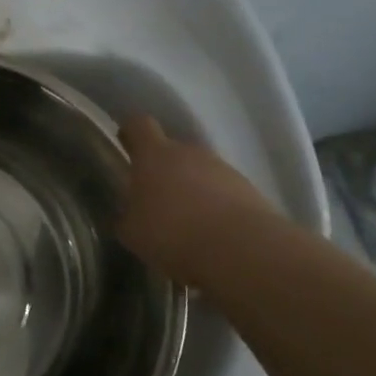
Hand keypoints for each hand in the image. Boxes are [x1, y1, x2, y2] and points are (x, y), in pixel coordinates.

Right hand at [116, 115, 280, 289]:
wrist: (242, 251)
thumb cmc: (173, 233)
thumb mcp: (133, 231)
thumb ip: (128, 215)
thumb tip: (130, 212)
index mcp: (154, 155)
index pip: (139, 125)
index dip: (130, 131)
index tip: (125, 142)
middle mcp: (189, 152)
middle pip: (173, 149)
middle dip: (163, 168)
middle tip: (155, 197)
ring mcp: (223, 169)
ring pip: (200, 171)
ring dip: (192, 188)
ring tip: (187, 221)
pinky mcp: (250, 190)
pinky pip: (224, 191)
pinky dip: (216, 205)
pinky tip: (212, 233)